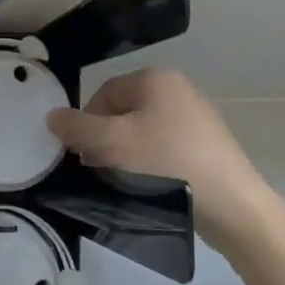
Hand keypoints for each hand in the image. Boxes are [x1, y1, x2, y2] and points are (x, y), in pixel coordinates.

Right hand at [47, 69, 284, 253]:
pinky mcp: (209, 146)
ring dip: (127, 155)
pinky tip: (152, 187)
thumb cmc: (166, 163)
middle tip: (102, 169)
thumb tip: (52, 116)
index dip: (86, 123)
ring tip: (127, 182)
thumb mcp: (111, 143)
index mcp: (156, 78)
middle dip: (106, 140)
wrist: (233, 206)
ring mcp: (198, 117)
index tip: (83, 154)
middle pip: (122, 112)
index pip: (103, 94)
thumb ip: (76, 127)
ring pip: (143, 132)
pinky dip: (152, 164)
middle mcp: (179, 89)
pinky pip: (166, 148)